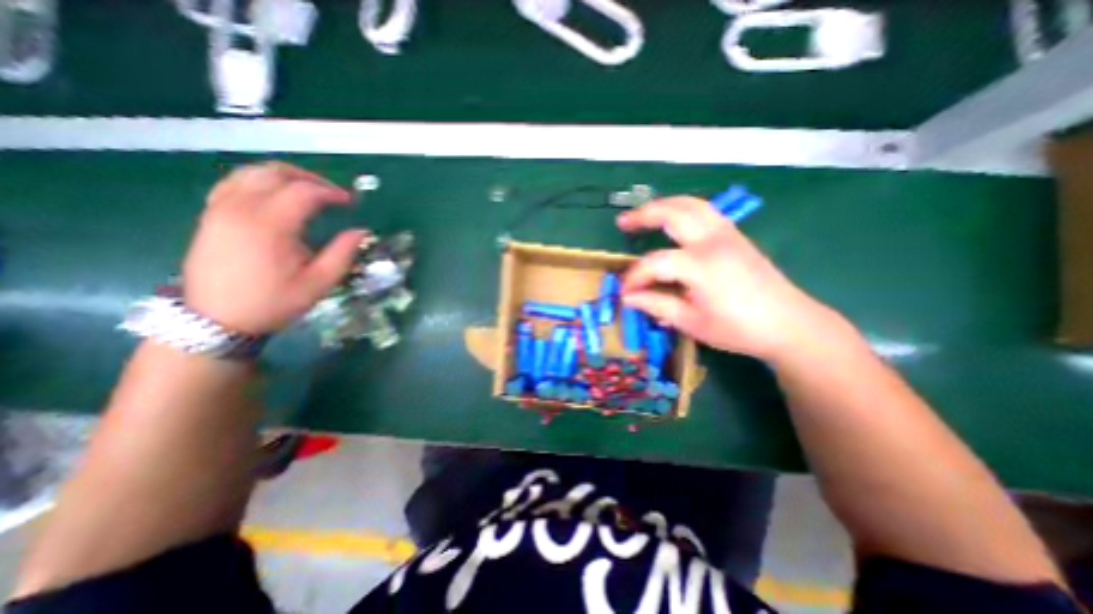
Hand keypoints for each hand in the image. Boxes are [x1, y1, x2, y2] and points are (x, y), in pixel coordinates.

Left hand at [179, 164, 363, 334]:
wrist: (215, 319)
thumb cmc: (274, 302)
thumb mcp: (319, 283)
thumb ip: (343, 253)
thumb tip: (361, 231)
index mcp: (270, 225)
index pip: (304, 191)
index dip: (332, 193)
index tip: (351, 203)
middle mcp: (241, 208)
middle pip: (275, 172)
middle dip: (310, 178)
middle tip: (333, 194)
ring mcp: (220, 208)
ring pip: (252, 172)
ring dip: (285, 176)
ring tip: (309, 192)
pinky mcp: (211, 215)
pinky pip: (235, 182)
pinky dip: (261, 181)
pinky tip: (277, 196)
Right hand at [619, 197, 838, 361]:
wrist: (790, 324)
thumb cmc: (738, 328)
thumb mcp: (692, 322)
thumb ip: (657, 305)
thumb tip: (628, 298)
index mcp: (701, 265)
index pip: (655, 262)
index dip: (635, 277)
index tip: (625, 292)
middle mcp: (713, 241)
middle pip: (673, 212)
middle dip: (643, 215)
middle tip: (622, 222)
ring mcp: (727, 234)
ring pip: (691, 204)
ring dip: (664, 205)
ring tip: (644, 214)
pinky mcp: (736, 236)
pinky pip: (705, 211)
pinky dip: (683, 209)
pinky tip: (674, 221)